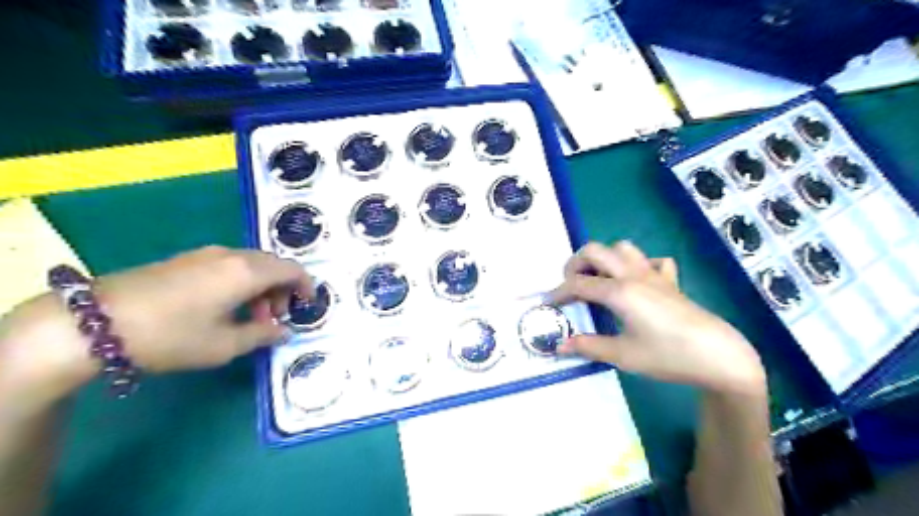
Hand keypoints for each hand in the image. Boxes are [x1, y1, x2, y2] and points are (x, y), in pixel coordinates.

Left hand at [94, 246, 312, 370]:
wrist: (93, 322)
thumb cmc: (170, 335)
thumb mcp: (223, 345)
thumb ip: (262, 335)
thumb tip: (284, 331)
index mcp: (247, 272)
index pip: (292, 269)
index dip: (307, 286)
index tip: (308, 306)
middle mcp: (232, 255)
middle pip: (273, 265)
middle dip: (283, 289)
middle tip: (275, 318)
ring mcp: (207, 254)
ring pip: (251, 264)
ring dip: (262, 287)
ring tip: (250, 316)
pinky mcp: (186, 259)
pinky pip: (230, 265)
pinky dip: (241, 282)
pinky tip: (224, 306)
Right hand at [553, 243, 769, 394]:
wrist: (718, 356)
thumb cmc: (667, 356)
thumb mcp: (623, 355)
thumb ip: (588, 347)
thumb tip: (559, 347)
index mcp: (619, 291)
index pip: (578, 284)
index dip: (559, 293)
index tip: (548, 303)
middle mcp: (633, 275)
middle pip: (595, 251)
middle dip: (576, 264)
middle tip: (571, 285)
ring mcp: (653, 274)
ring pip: (622, 247)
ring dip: (605, 258)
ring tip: (599, 279)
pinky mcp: (670, 281)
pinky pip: (652, 261)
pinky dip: (639, 265)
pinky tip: (637, 283)